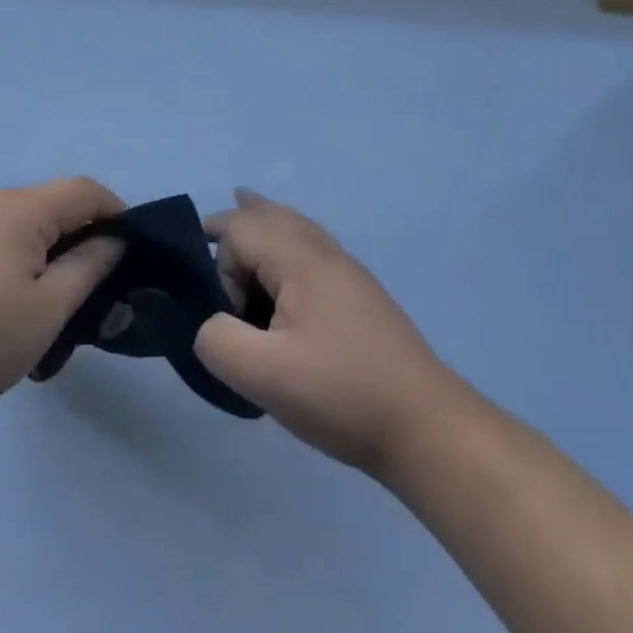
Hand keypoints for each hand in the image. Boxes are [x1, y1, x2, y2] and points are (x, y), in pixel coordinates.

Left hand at [0, 178, 125, 437]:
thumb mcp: (47, 312)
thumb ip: (89, 267)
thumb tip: (114, 240)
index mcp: (14, 209)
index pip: (81, 190)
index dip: (114, 210)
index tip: (129, 246)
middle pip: (44, 203)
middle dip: (73, 234)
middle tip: (84, 283)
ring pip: (9, 220)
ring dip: (35, 246)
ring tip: (35, 297)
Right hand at [195, 189, 457, 479]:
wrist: (426, 426)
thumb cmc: (341, 393)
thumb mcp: (263, 376)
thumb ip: (217, 340)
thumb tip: (212, 323)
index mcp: (300, 259)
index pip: (239, 230)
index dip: (217, 266)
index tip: (222, 314)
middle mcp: (324, 252)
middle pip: (271, 215)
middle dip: (238, 220)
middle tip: (206, 230)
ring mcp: (347, 272)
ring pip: (296, 227)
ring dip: (264, 224)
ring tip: (245, 206)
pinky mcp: (359, 295)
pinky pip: (312, 249)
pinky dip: (287, 244)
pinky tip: (284, 264)